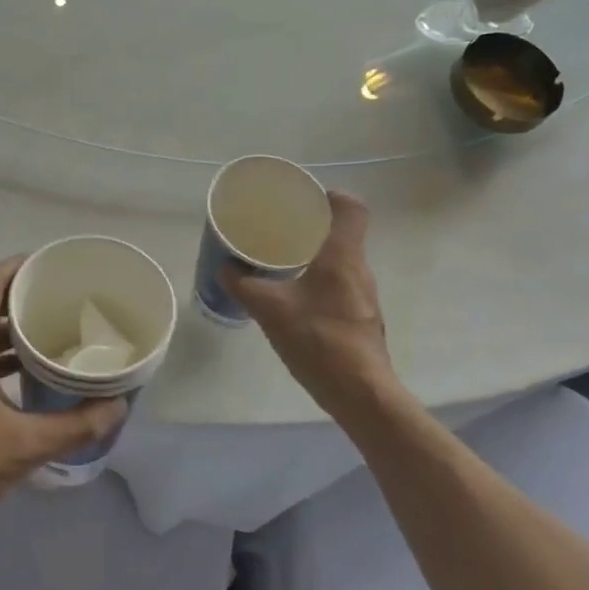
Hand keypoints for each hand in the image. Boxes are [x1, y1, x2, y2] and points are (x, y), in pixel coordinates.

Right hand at [220, 192, 396, 421]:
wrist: (360, 393)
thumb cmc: (318, 340)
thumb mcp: (270, 310)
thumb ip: (244, 286)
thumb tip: (224, 268)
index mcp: (342, 256)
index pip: (351, 208)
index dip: (331, 196)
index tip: (304, 199)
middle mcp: (359, 269)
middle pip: (343, 233)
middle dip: (313, 227)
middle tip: (280, 228)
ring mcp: (364, 296)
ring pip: (341, 261)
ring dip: (315, 255)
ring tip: (283, 260)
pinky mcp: (361, 318)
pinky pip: (340, 285)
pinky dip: (319, 281)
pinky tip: (295, 297)